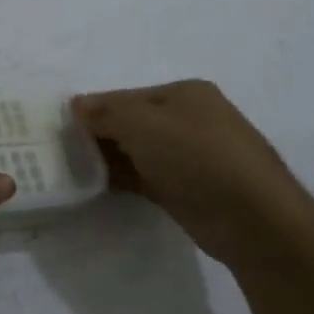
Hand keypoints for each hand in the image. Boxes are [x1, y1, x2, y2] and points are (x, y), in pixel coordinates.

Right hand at [73, 80, 313, 268]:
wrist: (255, 220)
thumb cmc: (198, 157)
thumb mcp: (144, 124)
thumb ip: (107, 112)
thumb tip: (76, 105)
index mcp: (185, 93)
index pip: (126, 96)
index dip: (93, 109)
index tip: (59, 126)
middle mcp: (190, 119)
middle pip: (132, 122)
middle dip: (99, 133)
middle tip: (61, 149)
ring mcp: (191, 156)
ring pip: (138, 151)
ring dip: (108, 158)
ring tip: (71, 169)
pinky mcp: (189, 190)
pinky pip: (146, 177)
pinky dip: (123, 179)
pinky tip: (96, 186)